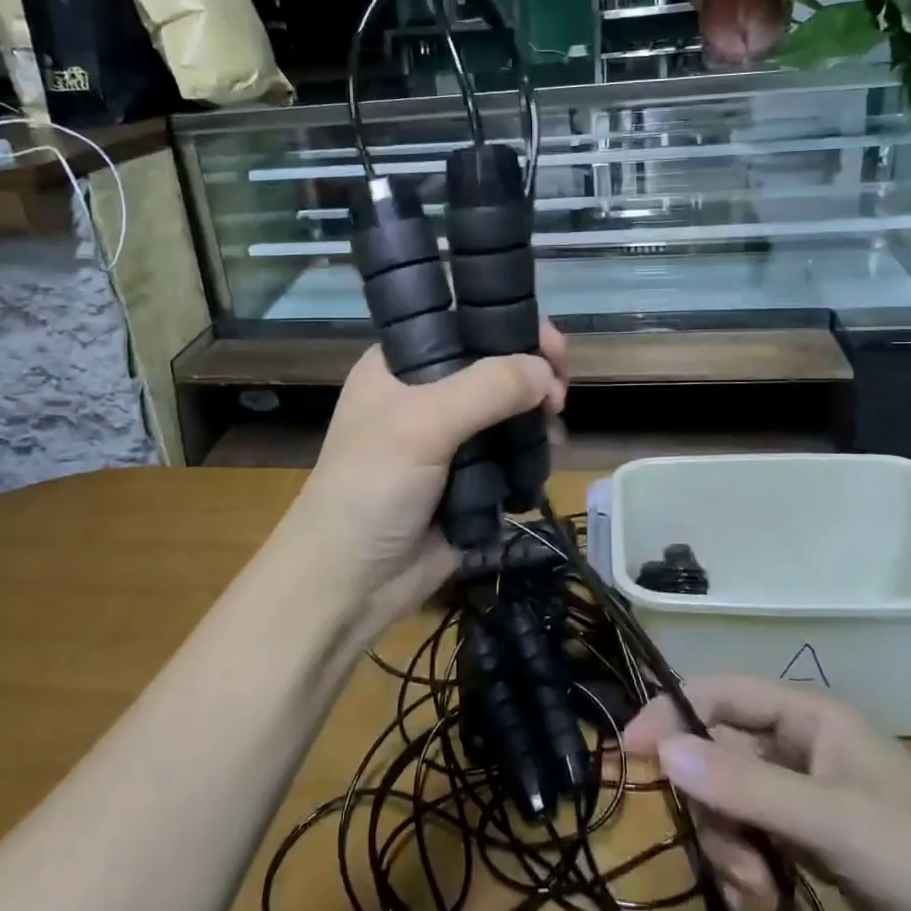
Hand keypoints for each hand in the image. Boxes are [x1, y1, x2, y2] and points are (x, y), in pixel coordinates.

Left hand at [267, 322, 566, 628]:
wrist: (350, 583)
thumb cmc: (371, 486)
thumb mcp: (421, 424)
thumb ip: (487, 388)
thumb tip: (548, 372)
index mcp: (401, 366)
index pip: (463, 326)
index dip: (509, 328)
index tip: (552, 345)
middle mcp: (426, 395)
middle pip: (494, 370)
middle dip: (533, 378)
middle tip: (559, 396)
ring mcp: (449, 440)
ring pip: (509, 413)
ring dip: (536, 418)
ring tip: (552, 434)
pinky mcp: (470, 479)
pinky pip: (511, 454)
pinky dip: (531, 454)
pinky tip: (544, 459)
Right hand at [623, 676, 910, 910]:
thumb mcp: (830, 822)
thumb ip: (745, 785)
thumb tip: (662, 749)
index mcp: (805, 712)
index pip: (717, 692)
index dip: (669, 715)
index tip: (629, 755)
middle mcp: (798, 740)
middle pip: (719, 750)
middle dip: (711, 804)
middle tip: (727, 861)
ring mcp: (805, 788)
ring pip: (732, 796)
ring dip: (730, 842)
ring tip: (757, 891)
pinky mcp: (812, 832)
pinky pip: (754, 830)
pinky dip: (748, 859)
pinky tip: (765, 896)